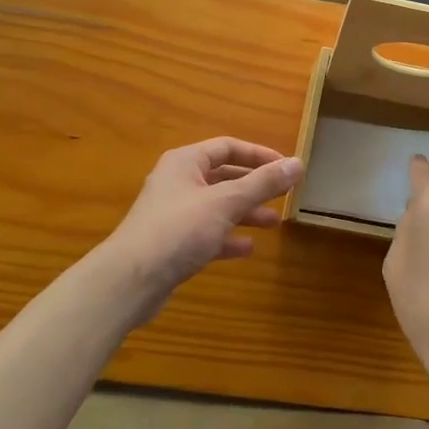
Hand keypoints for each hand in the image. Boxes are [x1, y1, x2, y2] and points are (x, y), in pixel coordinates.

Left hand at [102, 138, 302, 317]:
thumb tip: (298, 163)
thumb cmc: (179, 230)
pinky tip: (247, 248)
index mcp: (185, 162)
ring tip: (274, 223)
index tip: (286, 167)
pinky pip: (206, 234)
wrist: (130, 281)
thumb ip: (263, 183)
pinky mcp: (172, 244)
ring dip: (245, 212)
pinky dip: (228, 237)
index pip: (227, 147)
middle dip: (255, 186)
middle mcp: (177, 183)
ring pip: (217, 207)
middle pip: (223, 177)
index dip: (259, 154)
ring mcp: (173, 215)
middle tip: (284, 195)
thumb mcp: (226, 202)